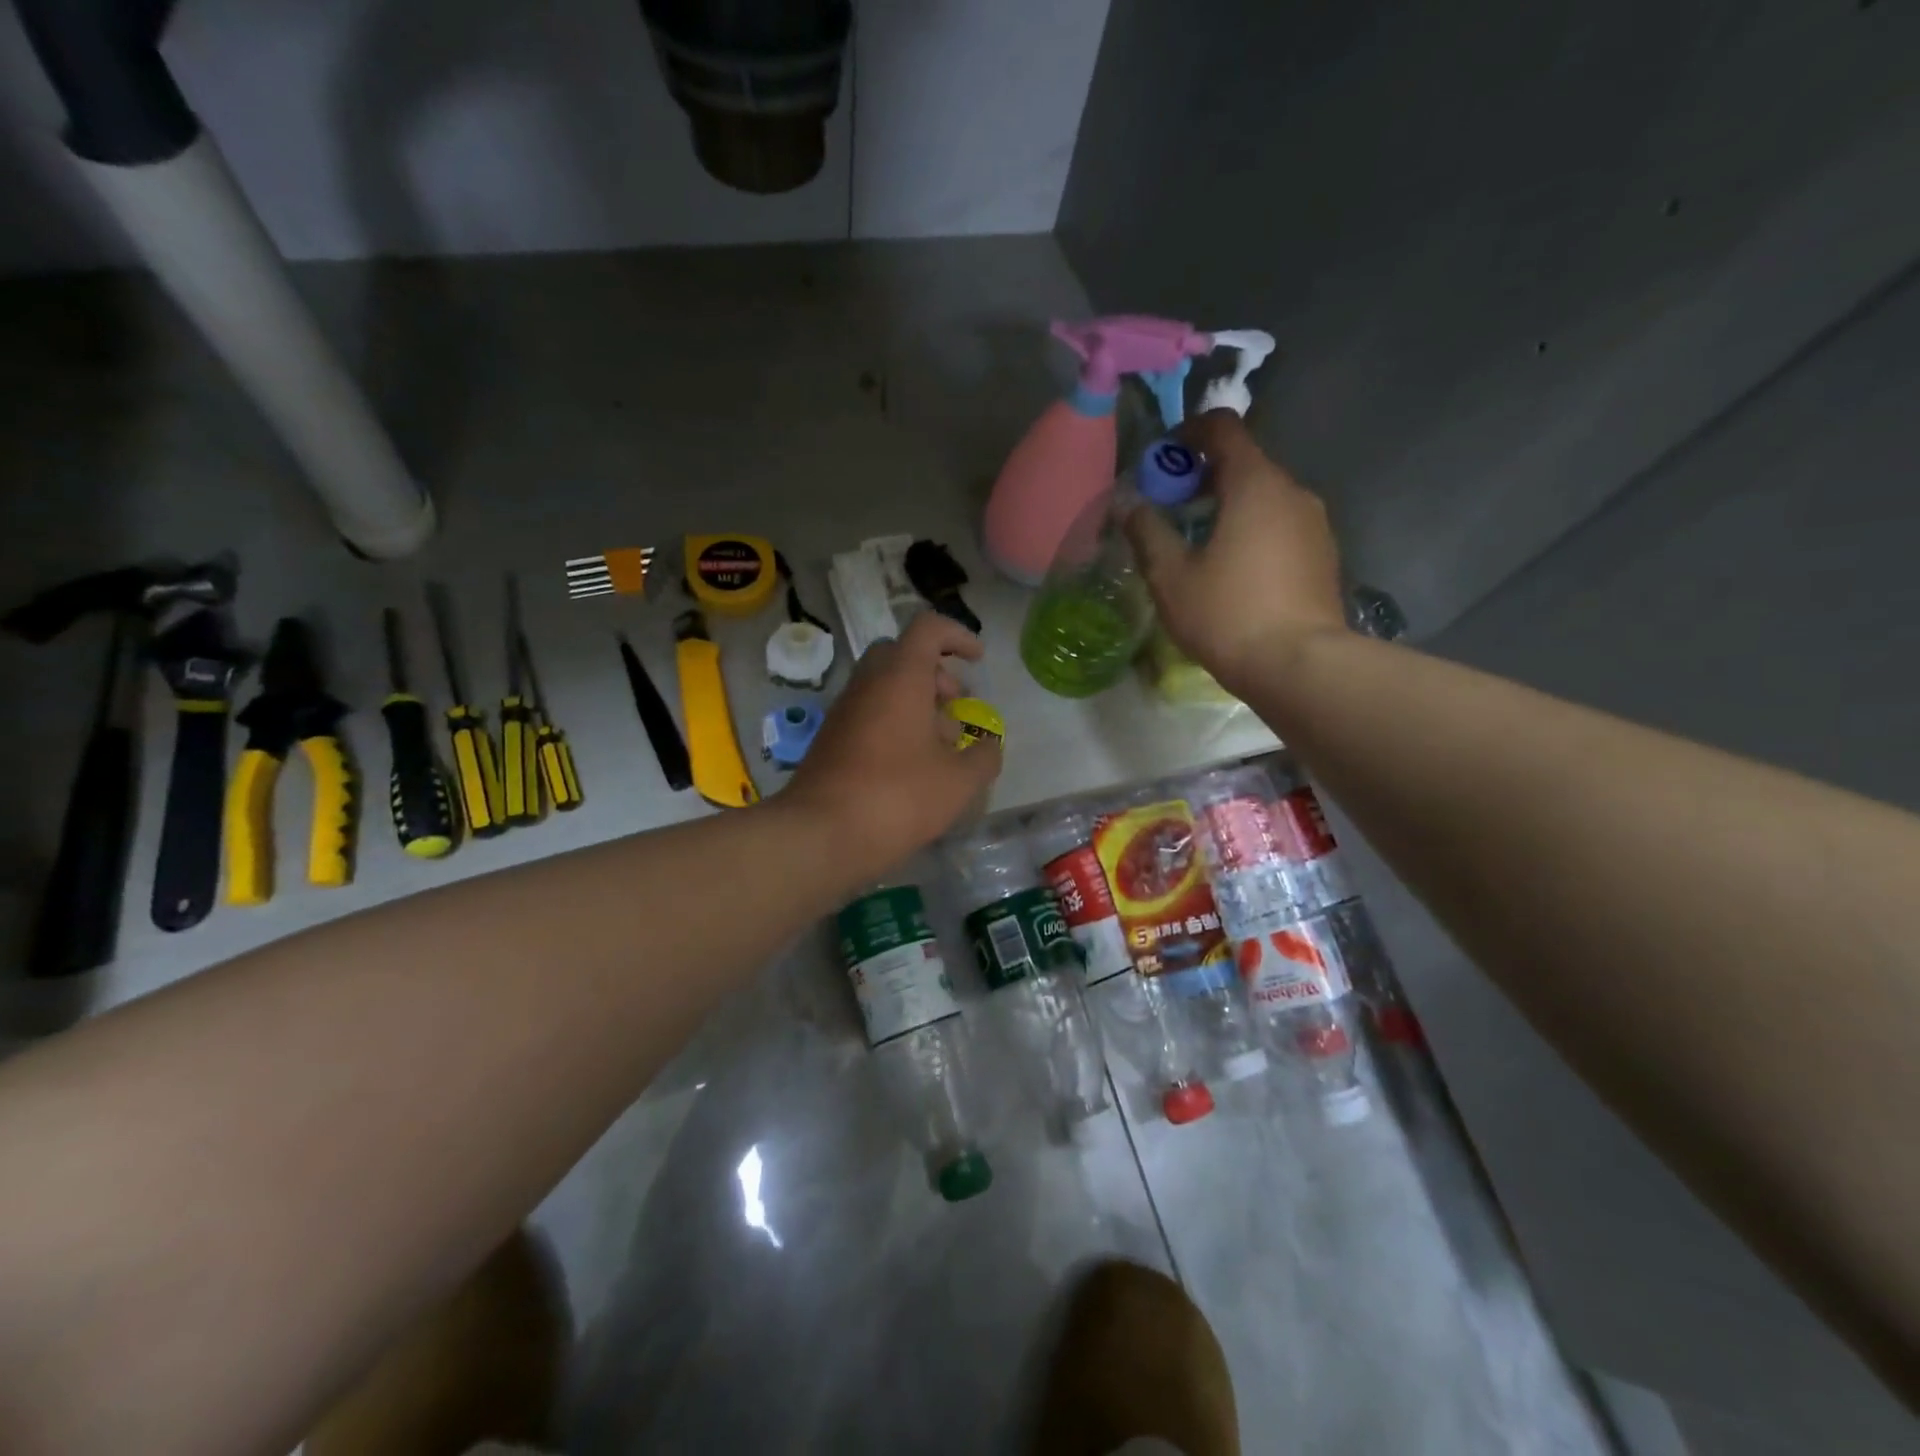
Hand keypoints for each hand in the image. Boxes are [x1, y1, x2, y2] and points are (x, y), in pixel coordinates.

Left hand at [780, 612, 1002, 872]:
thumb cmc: (898, 797)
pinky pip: (869, 714)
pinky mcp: (831, 739)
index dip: (958, 635)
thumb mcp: (959, 782)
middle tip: (954, 703)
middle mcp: (868, 683)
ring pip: (884, 686)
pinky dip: (894, 724)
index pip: (928, 628)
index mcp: (900, 676)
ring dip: (916, 702)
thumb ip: (984, 757)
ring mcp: (844, 711)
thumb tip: (989, 747)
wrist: (820, 834)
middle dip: (934, 672)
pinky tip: (911, 767)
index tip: (978, 660)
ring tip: (940, 746)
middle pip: (902, 655)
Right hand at [1125, 409, 1347, 692]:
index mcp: (1255, 483)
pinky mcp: (1323, 555)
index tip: (1162, 460)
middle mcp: (1293, 491)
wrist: (1300, 666)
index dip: (1188, 432)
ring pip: (1265, 496)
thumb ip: (1147, 532)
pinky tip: (1234, 570)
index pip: (1223, 427)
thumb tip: (1129, 505)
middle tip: (1171, 510)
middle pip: (1245, 461)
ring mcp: (1315, 523)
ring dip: (1230, 505)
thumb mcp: (1171, 576)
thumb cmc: (1228, 615)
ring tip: (1200, 544)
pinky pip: (1282, 524)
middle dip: (1204, 476)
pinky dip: (1254, 529)